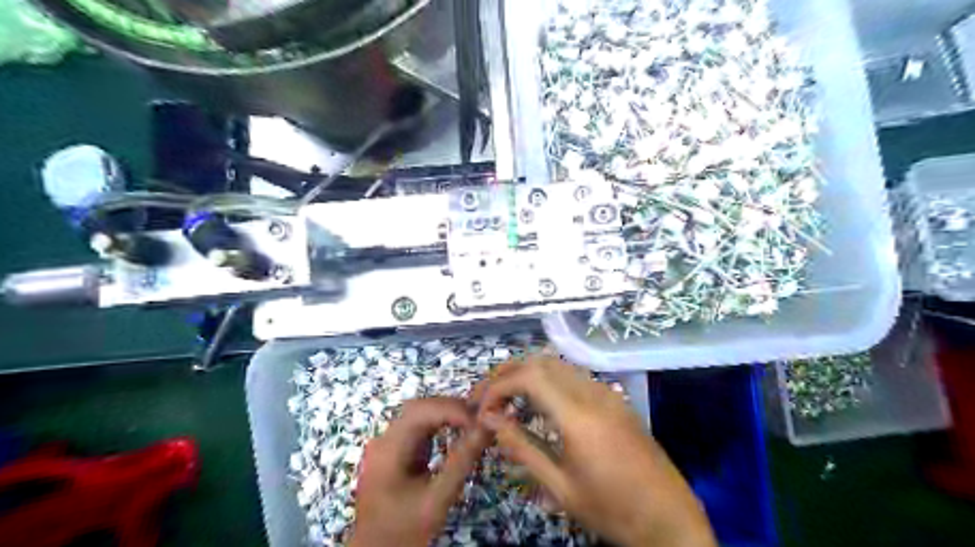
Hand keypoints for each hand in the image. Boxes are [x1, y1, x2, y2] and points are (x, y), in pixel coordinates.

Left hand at [349, 397, 486, 546]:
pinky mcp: (396, 450)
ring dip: (447, 414)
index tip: (479, 419)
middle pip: (419, 408)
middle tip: (481, 418)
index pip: (420, 411)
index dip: (451, 409)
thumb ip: (461, 462)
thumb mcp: (437, 499)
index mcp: (388, 449)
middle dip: (451, 408)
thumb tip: (486, 428)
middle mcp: (384, 439)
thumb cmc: (404, 531)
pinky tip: (458, 430)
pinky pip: (419, 427)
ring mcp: (388, 443)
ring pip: (420, 414)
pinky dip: (441, 424)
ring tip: (474, 423)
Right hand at [472, 356, 714, 546]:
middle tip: (486, 396)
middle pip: (542, 361)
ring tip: (505, 396)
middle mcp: (593, 393)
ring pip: (558, 364)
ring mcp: (607, 393)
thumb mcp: (560, 487)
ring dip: (527, 373)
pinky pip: (574, 376)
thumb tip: (490, 419)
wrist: (669, 518)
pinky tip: (538, 402)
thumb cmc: (612, 509)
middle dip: (508, 372)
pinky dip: (548, 380)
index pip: (529, 377)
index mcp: (579, 416)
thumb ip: (522, 448)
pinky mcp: (615, 399)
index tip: (482, 409)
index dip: (499, 386)